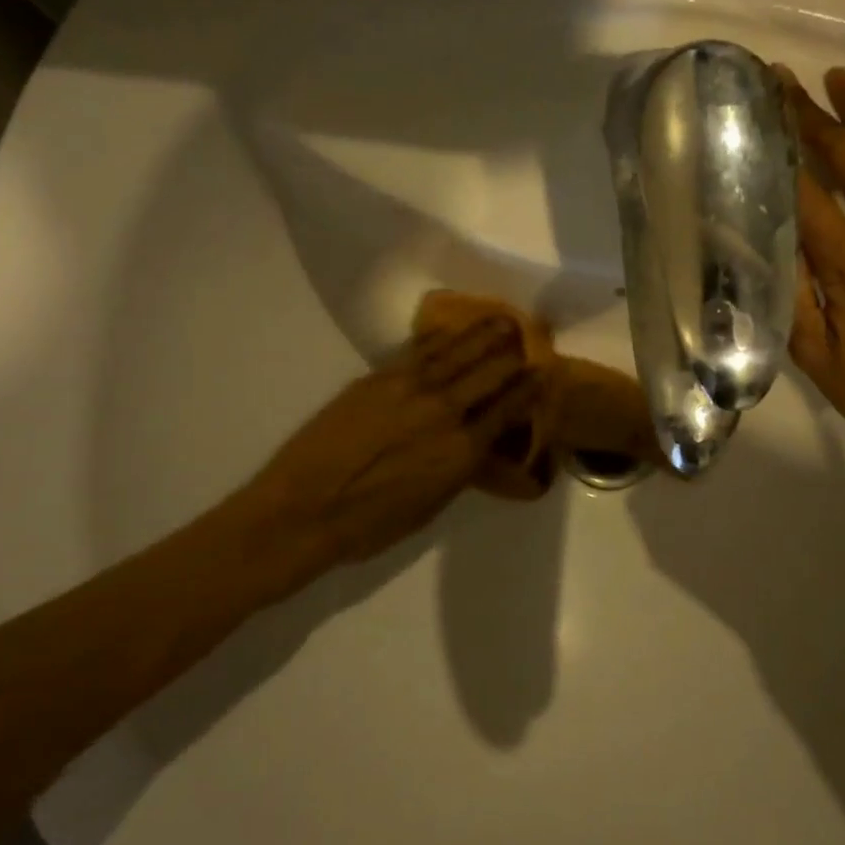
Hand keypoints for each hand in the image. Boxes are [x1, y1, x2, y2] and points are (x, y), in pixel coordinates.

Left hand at [235, 317, 541, 570]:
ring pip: (456, 353)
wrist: (303, 510)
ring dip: (482, 335)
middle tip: (526, 338)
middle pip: (488, 372)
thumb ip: (461, 470)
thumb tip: (479, 446)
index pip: (507, 409)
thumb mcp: (431, 507)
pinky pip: (419, 352)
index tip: (542, 373)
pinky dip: (440, 339)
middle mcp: (444, 411)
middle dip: (511, 355)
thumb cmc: (370, 525)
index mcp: (462, 449)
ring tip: (501, 320)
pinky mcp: (377, 378)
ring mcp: (409, 388)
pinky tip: (451, 332)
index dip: (528, 389)